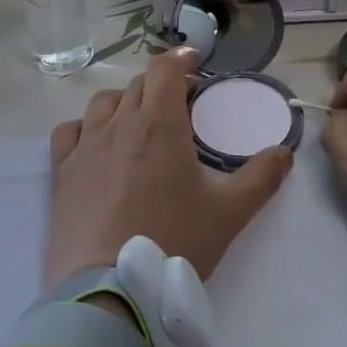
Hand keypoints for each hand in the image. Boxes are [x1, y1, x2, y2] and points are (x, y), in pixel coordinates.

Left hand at [45, 47, 293, 289]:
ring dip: (125, 102)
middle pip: (138, 84)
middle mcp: (119, 124)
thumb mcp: (228, 213)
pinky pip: (70, 131)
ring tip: (140, 124)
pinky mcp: (62, 171)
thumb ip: (261, 178)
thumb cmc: (173, 242)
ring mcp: (85, 146)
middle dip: (161, 85)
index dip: (180, 58)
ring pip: (103, 103)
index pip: (164, 69)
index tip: (194, 62)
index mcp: (159, 124)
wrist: (109, 287)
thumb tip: (284, 152)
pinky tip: (97, 144)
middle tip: (180, 105)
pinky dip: (87, 127)